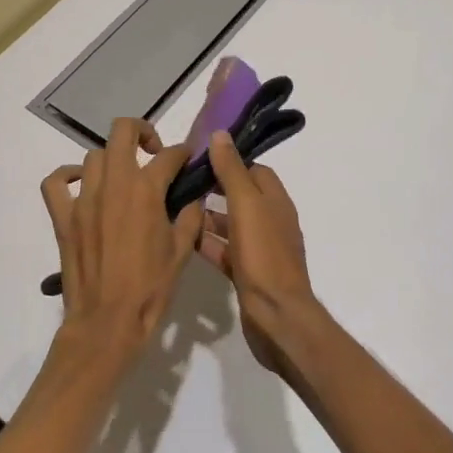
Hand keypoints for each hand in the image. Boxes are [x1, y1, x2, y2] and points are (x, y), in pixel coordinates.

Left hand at [40, 118, 203, 356]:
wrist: (107, 323)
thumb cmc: (150, 289)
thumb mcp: (182, 252)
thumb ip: (190, 217)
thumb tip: (193, 198)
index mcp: (146, 191)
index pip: (168, 155)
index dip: (182, 153)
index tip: (187, 159)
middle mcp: (113, 184)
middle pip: (122, 131)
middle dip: (142, 132)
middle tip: (152, 151)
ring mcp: (83, 199)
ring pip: (94, 156)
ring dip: (112, 160)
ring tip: (123, 179)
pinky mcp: (63, 217)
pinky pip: (55, 183)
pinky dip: (66, 176)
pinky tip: (81, 185)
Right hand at [200, 132, 319, 375]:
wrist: (277, 317)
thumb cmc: (264, 255)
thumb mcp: (246, 205)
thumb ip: (231, 171)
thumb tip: (220, 134)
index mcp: (276, 201)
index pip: (254, 170)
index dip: (229, 161)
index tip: (199, 156)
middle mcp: (271, 222)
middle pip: (240, 196)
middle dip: (214, 187)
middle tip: (180, 181)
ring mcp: (260, 250)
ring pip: (230, 224)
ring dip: (207, 216)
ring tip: (174, 207)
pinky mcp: (248, 273)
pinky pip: (224, 250)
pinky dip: (207, 243)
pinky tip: (183, 239)